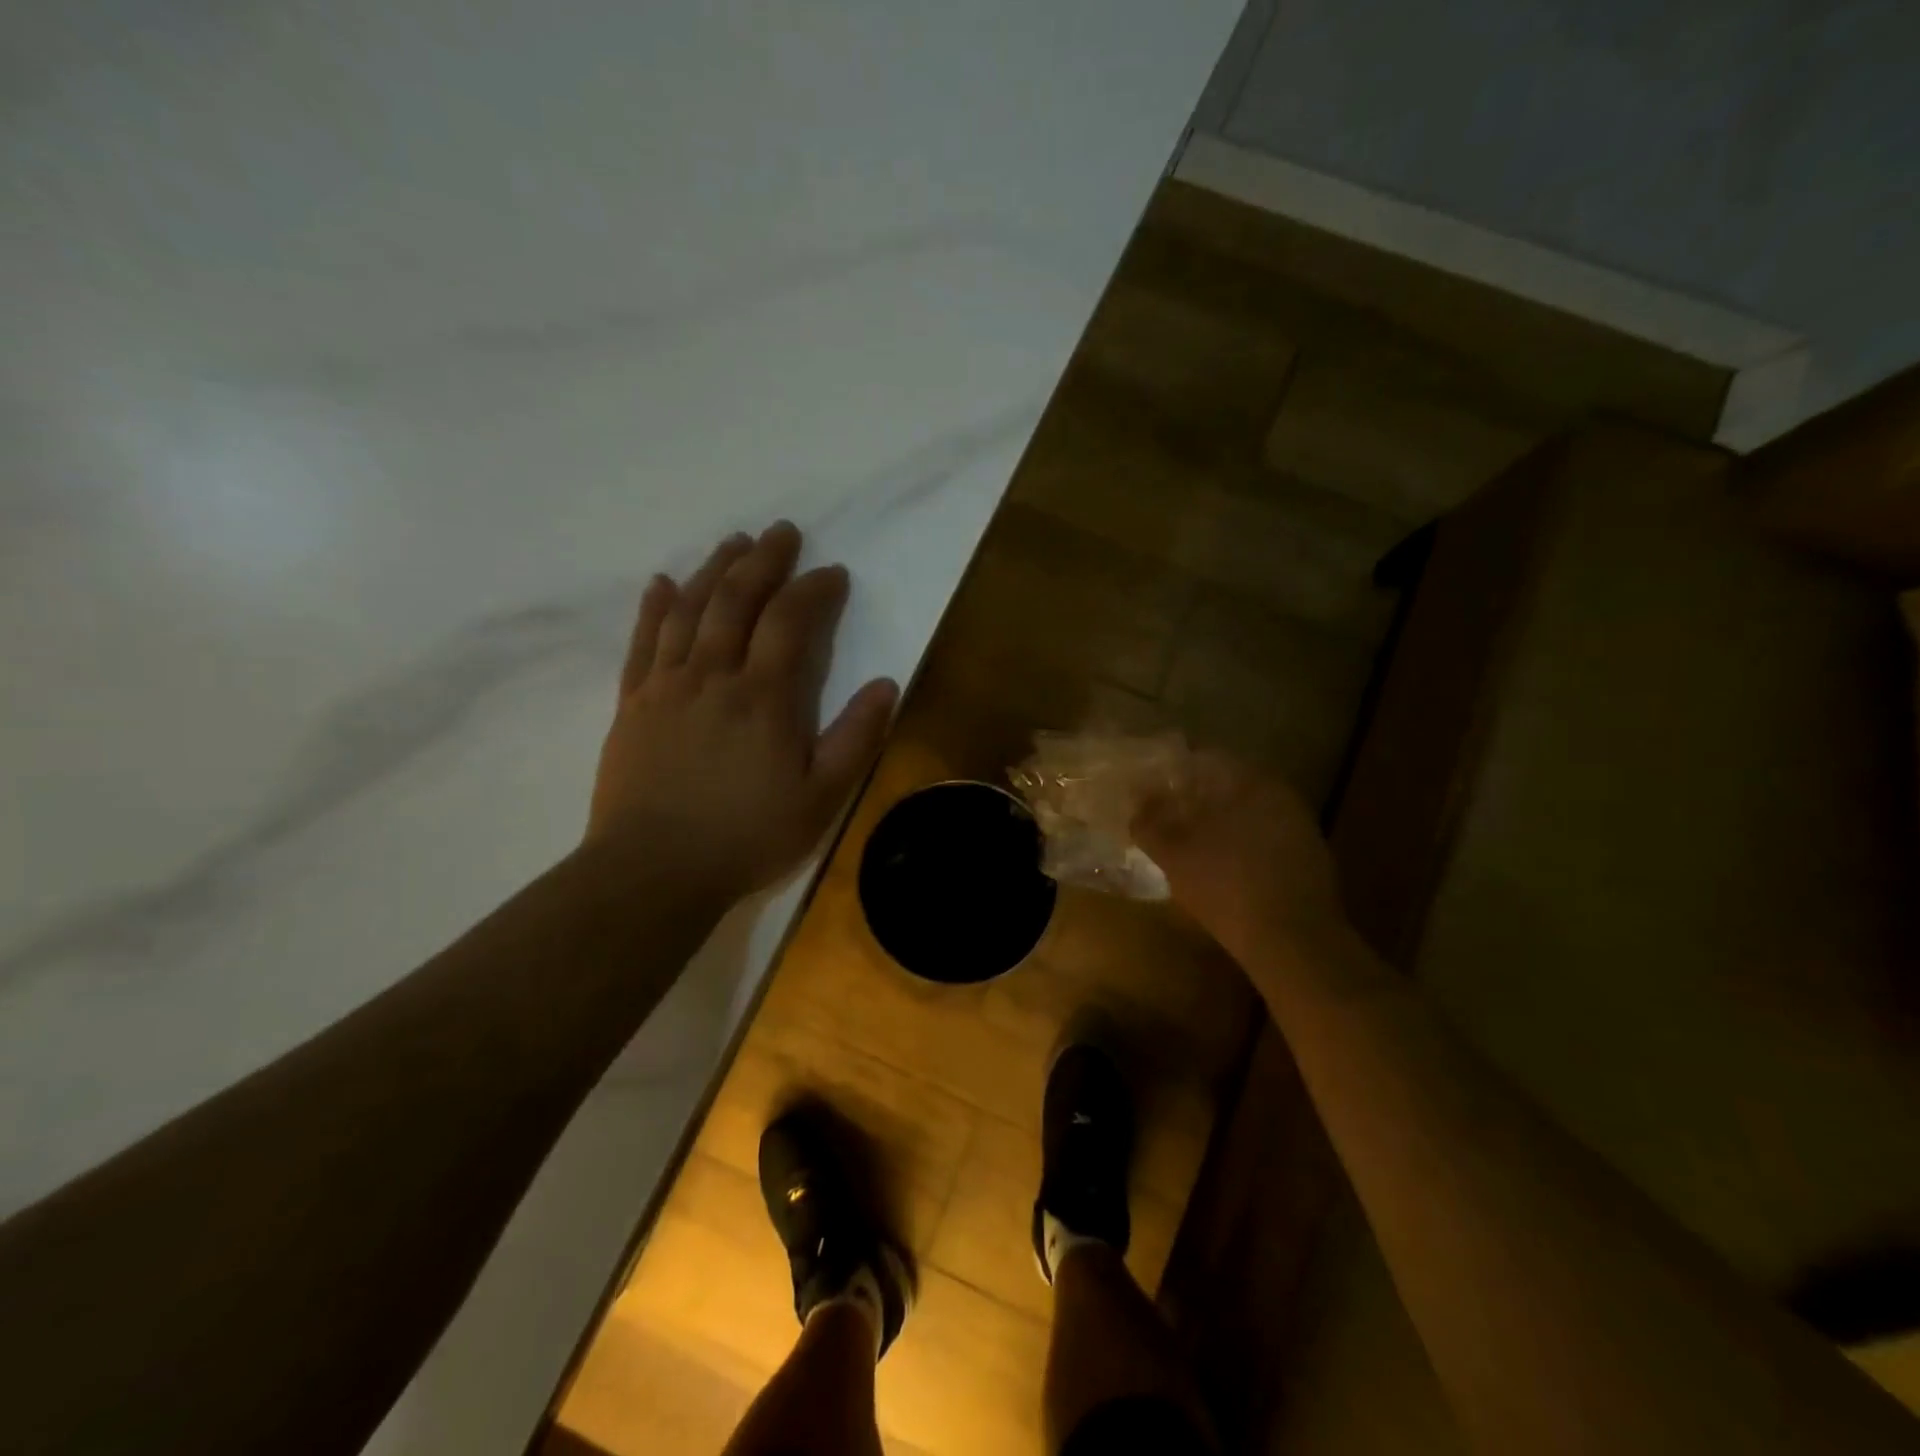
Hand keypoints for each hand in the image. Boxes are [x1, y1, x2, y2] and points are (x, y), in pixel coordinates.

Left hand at [586, 522, 898, 895]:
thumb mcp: (821, 797)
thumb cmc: (747, 835)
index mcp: (764, 696)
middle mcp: (713, 675)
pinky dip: (653, 607)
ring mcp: (666, 685)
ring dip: (713, 569)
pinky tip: (661, 583)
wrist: (653, 870)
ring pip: (689, 609)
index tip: (833, 573)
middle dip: (763, 560)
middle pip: (736, 599)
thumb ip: (856, 737)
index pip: (791, 621)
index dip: (814, 589)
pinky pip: (642, 642)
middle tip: (781, 531)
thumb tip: (887, 683)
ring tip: (732, 542)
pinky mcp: (633, 703)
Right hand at [1132, 750, 1346, 959]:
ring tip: (1187, 843)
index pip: (1205, 759)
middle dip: (1195, 797)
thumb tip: (1136, 801)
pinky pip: (1264, 838)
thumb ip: (1150, 823)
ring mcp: (1300, 827)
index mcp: (1250, 782)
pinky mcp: (1308, 859)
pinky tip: (1221, 867)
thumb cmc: (1226, 887)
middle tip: (1164, 814)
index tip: (1150, 785)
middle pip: (1227, 785)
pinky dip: (1240, 844)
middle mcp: (1280, 795)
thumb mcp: (1174, 855)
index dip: (1173, 770)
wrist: (1294, 943)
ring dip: (1218, 822)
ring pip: (1247, 813)